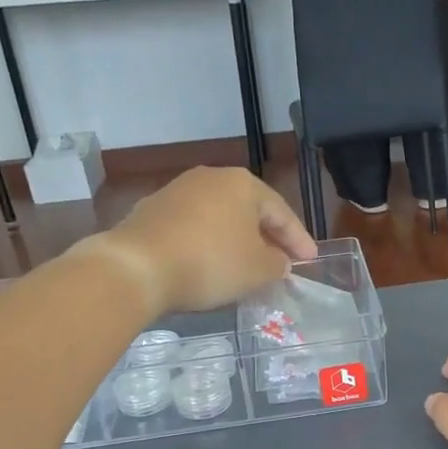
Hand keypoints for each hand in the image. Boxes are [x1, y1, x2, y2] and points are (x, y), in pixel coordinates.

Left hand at [83, 167, 315, 315]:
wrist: (137, 266)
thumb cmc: (211, 263)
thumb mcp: (258, 270)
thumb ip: (278, 263)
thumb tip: (278, 261)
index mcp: (243, 184)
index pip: (281, 212)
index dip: (299, 240)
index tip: (310, 261)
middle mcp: (210, 178)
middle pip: (249, 210)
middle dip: (267, 237)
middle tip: (282, 261)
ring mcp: (177, 192)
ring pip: (220, 218)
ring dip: (236, 240)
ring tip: (246, 265)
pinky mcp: (151, 211)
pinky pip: (193, 228)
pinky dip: (207, 244)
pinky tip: (210, 264)